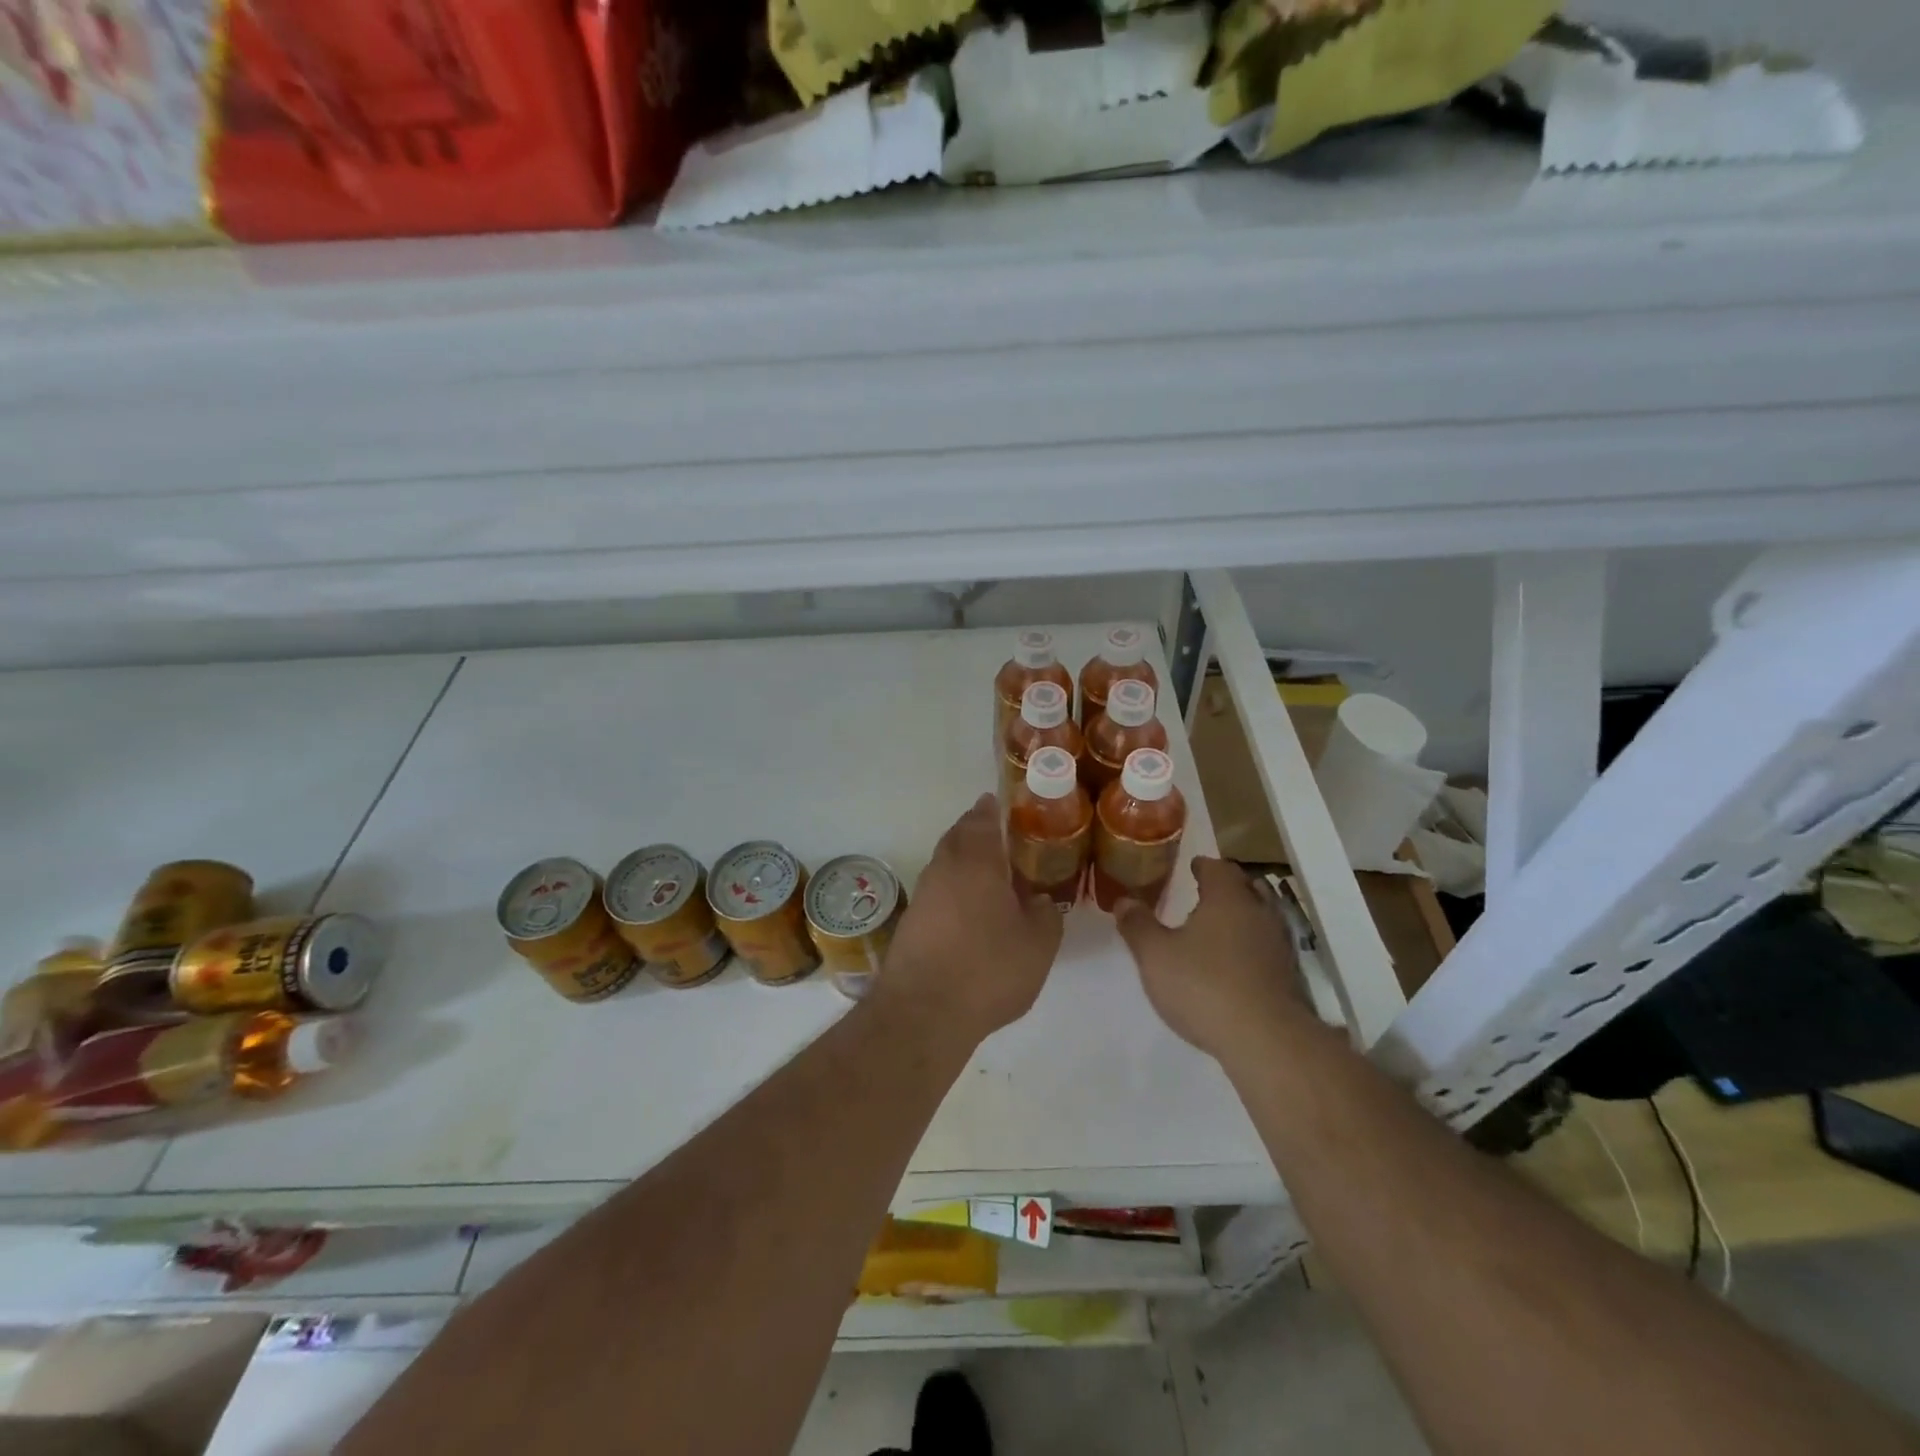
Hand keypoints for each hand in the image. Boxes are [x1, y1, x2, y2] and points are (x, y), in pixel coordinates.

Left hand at [880, 794, 1062, 1043]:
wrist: (923, 1013)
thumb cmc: (988, 969)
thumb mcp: (1039, 943)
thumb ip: (1046, 913)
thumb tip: (1040, 900)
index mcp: (976, 860)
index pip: (982, 818)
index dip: (993, 809)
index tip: (1003, 805)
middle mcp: (944, 868)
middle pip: (959, 837)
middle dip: (978, 833)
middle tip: (1004, 841)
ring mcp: (922, 894)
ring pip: (946, 864)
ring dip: (966, 863)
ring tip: (993, 878)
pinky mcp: (911, 922)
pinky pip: (938, 892)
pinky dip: (955, 891)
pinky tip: (972, 913)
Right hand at [1115, 857, 1307, 1066]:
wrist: (1267, 1041)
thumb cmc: (1204, 986)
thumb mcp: (1155, 956)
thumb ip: (1138, 926)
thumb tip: (1124, 900)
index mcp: (1228, 898)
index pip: (1218, 868)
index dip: (1203, 866)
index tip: (1193, 866)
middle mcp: (1259, 913)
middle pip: (1248, 887)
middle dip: (1228, 887)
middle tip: (1206, 893)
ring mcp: (1280, 945)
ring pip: (1262, 917)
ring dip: (1244, 916)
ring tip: (1220, 928)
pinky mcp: (1290, 977)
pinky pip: (1269, 947)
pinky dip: (1253, 946)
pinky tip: (1236, 963)